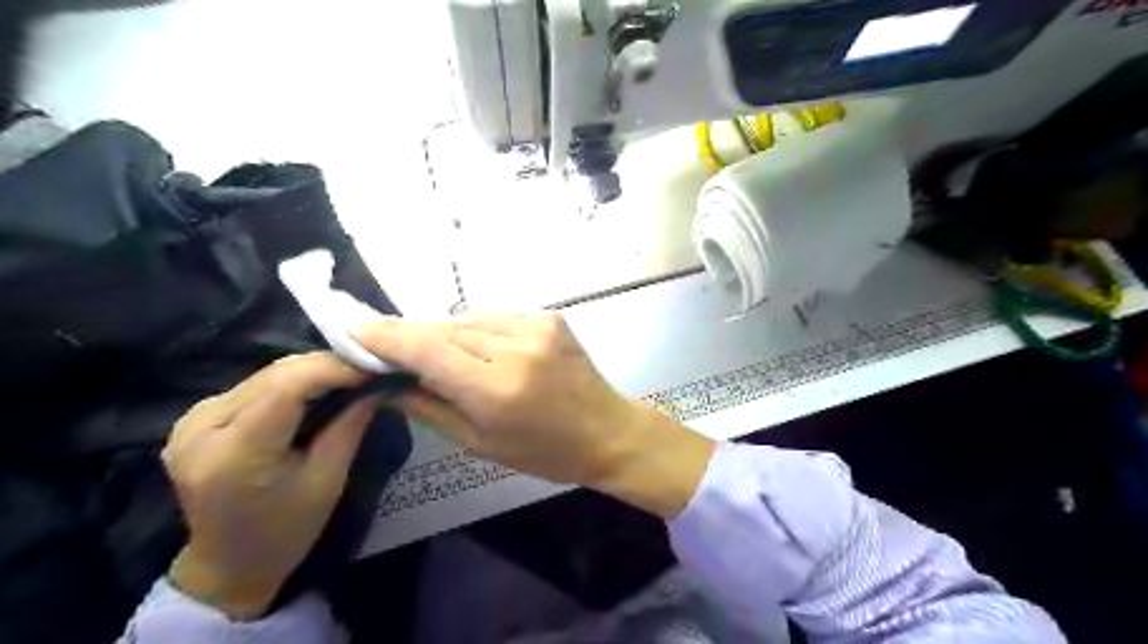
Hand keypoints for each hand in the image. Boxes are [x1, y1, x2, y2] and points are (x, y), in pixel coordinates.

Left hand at [161, 352, 374, 617]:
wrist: (229, 564)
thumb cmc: (286, 531)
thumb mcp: (329, 480)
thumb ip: (349, 426)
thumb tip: (376, 384)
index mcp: (235, 452)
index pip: (287, 386)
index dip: (334, 368)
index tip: (374, 367)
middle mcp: (202, 428)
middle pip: (275, 375)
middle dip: (327, 366)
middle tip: (368, 369)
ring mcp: (191, 421)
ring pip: (265, 375)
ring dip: (310, 371)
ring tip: (348, 377)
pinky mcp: (194, 418)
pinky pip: (253, 386)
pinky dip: (290, 382)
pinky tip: (314, 390)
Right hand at [358, 312, 714, 518]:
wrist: (607, 430)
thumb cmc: (544, 452)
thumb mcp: (480, 442)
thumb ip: (429, 407)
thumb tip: (386, 382)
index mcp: (497, 388)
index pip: (426, 348)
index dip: (386, 336)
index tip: (355, 330)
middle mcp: (516, 347)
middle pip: (445, 329)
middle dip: (415, 338)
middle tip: (390, 349)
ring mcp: (537, 326)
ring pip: (469, 320)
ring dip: (449, 335)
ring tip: (447, 358)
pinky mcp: (550, 316)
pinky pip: (496, 318)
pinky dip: (480, 332)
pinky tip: (485, 352)